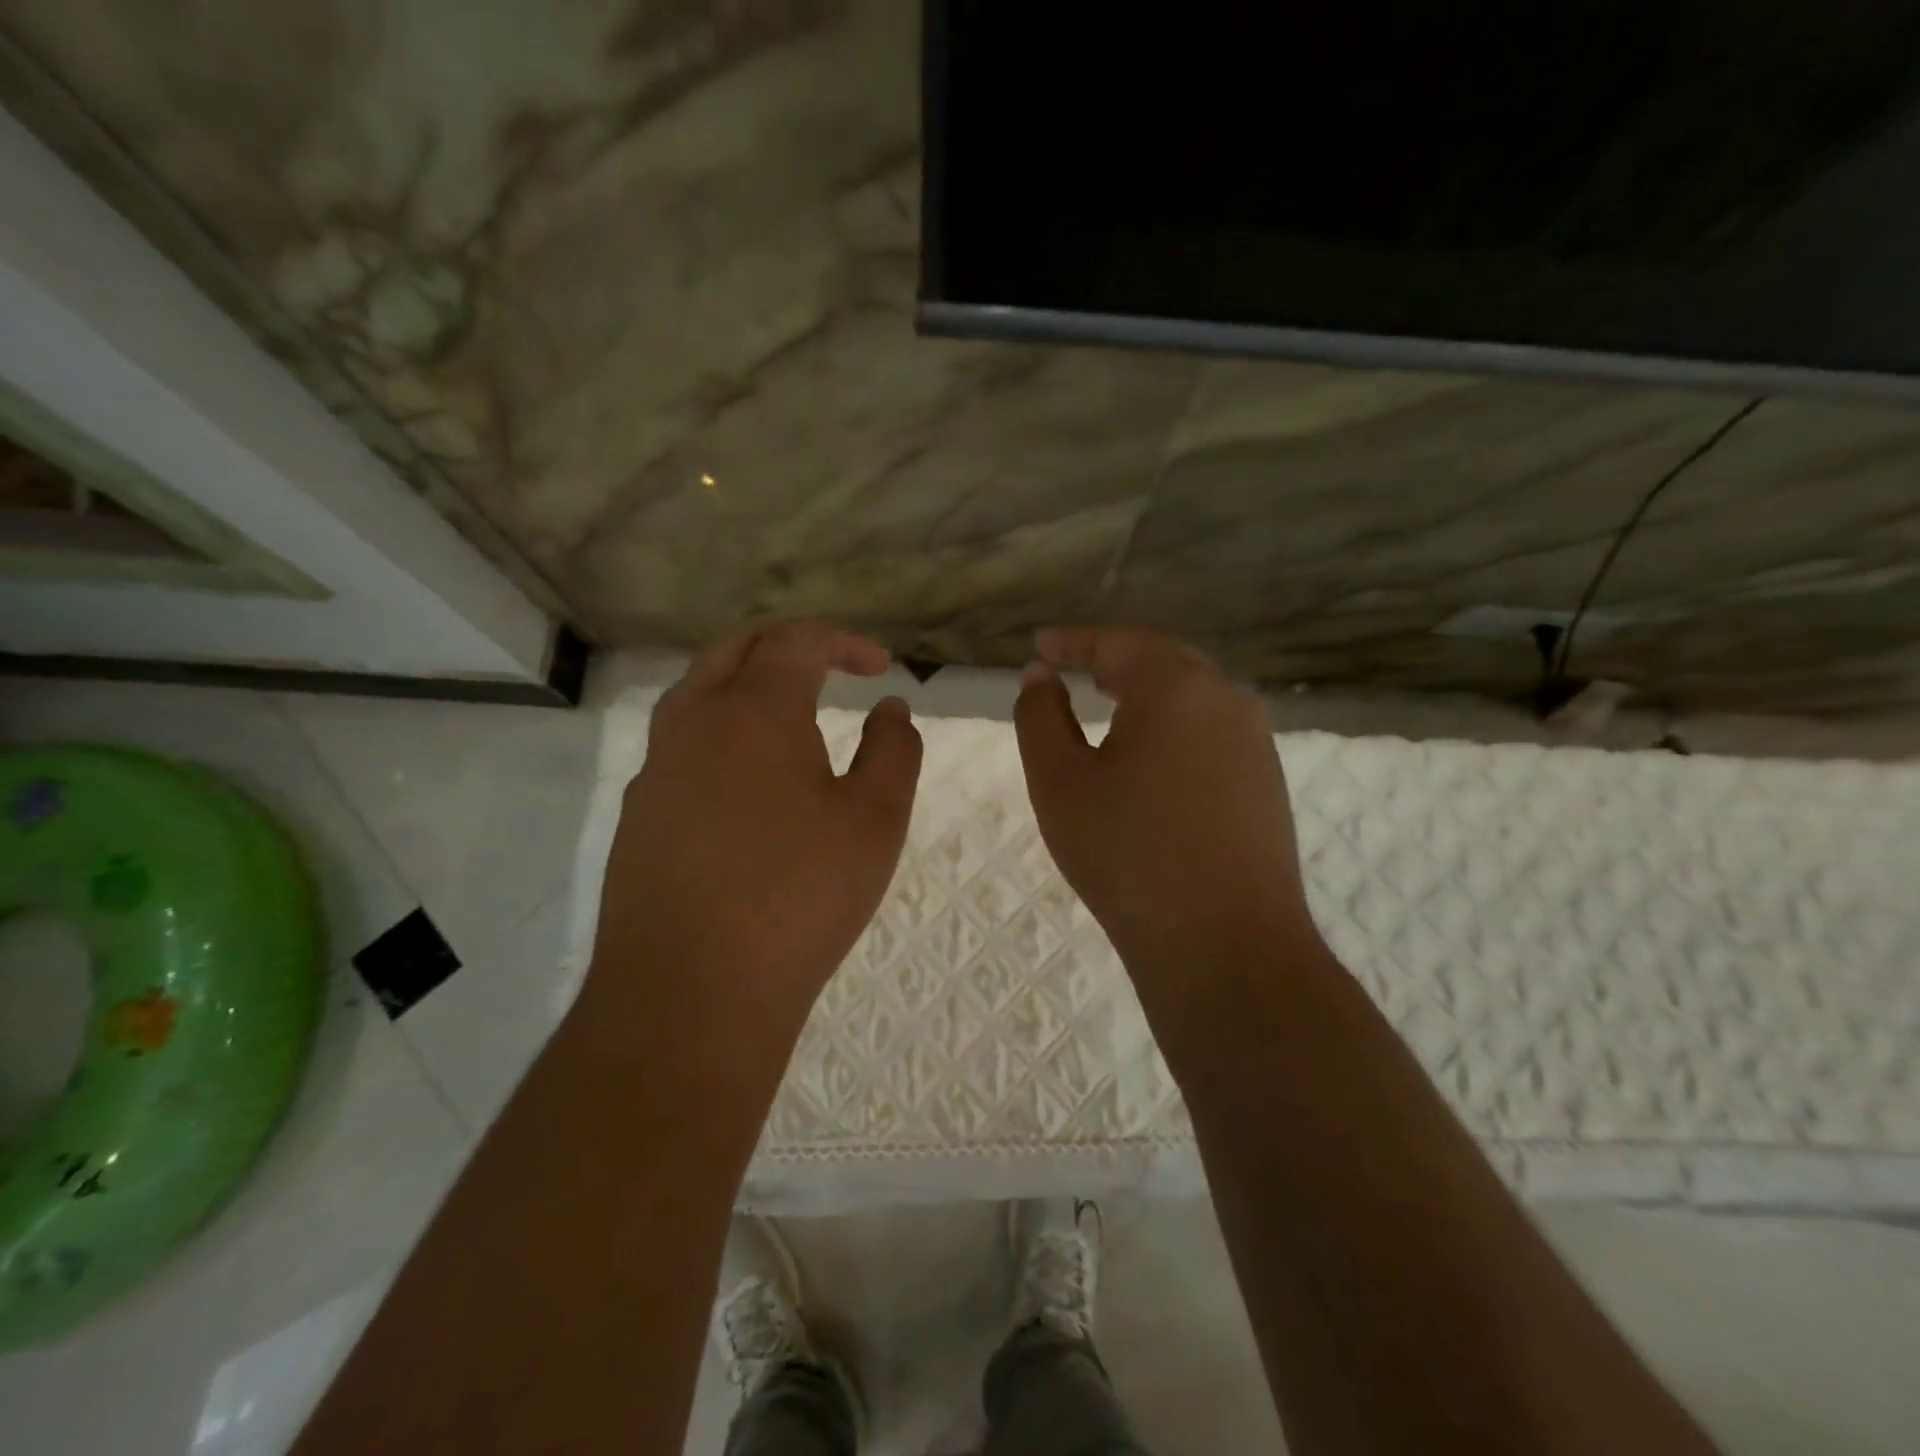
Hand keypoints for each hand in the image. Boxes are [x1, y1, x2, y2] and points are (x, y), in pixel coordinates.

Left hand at [588, 622, 921, 1044]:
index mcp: (754, 710)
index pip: (797, 641)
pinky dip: (721, 731)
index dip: (844, 642)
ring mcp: (656, 768)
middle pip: (735, 647)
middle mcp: (694, 722)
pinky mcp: (638, 814)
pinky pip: (680, 744)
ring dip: (745, 682)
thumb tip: (889, 709)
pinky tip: (747, 782)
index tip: (880, 666)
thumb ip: (893, 750)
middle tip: (830, 665)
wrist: (692, 993)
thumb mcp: (875, 820)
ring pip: (697, 692)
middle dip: (788, 644)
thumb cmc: (800, 898)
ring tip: (788, 714)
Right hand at [1015, 627, 1321, 1006]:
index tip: (1040, 645)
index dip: (1073, 641)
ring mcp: (1255, 742)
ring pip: (1193, 696)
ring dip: (1148, 692)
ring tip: (1109, 703)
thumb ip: (1041, 716)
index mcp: (1176, 687)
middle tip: (1075, 668)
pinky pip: (1212, 732)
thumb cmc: (1128, 854)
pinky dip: (1174, 726)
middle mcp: (1226, 700)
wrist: (1226, 946)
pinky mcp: (1267, 781)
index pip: (1118, 643)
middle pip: (1163, 660)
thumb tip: (1042, 675)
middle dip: (1115, 659)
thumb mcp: (1060, 782)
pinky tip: (1154, 756)